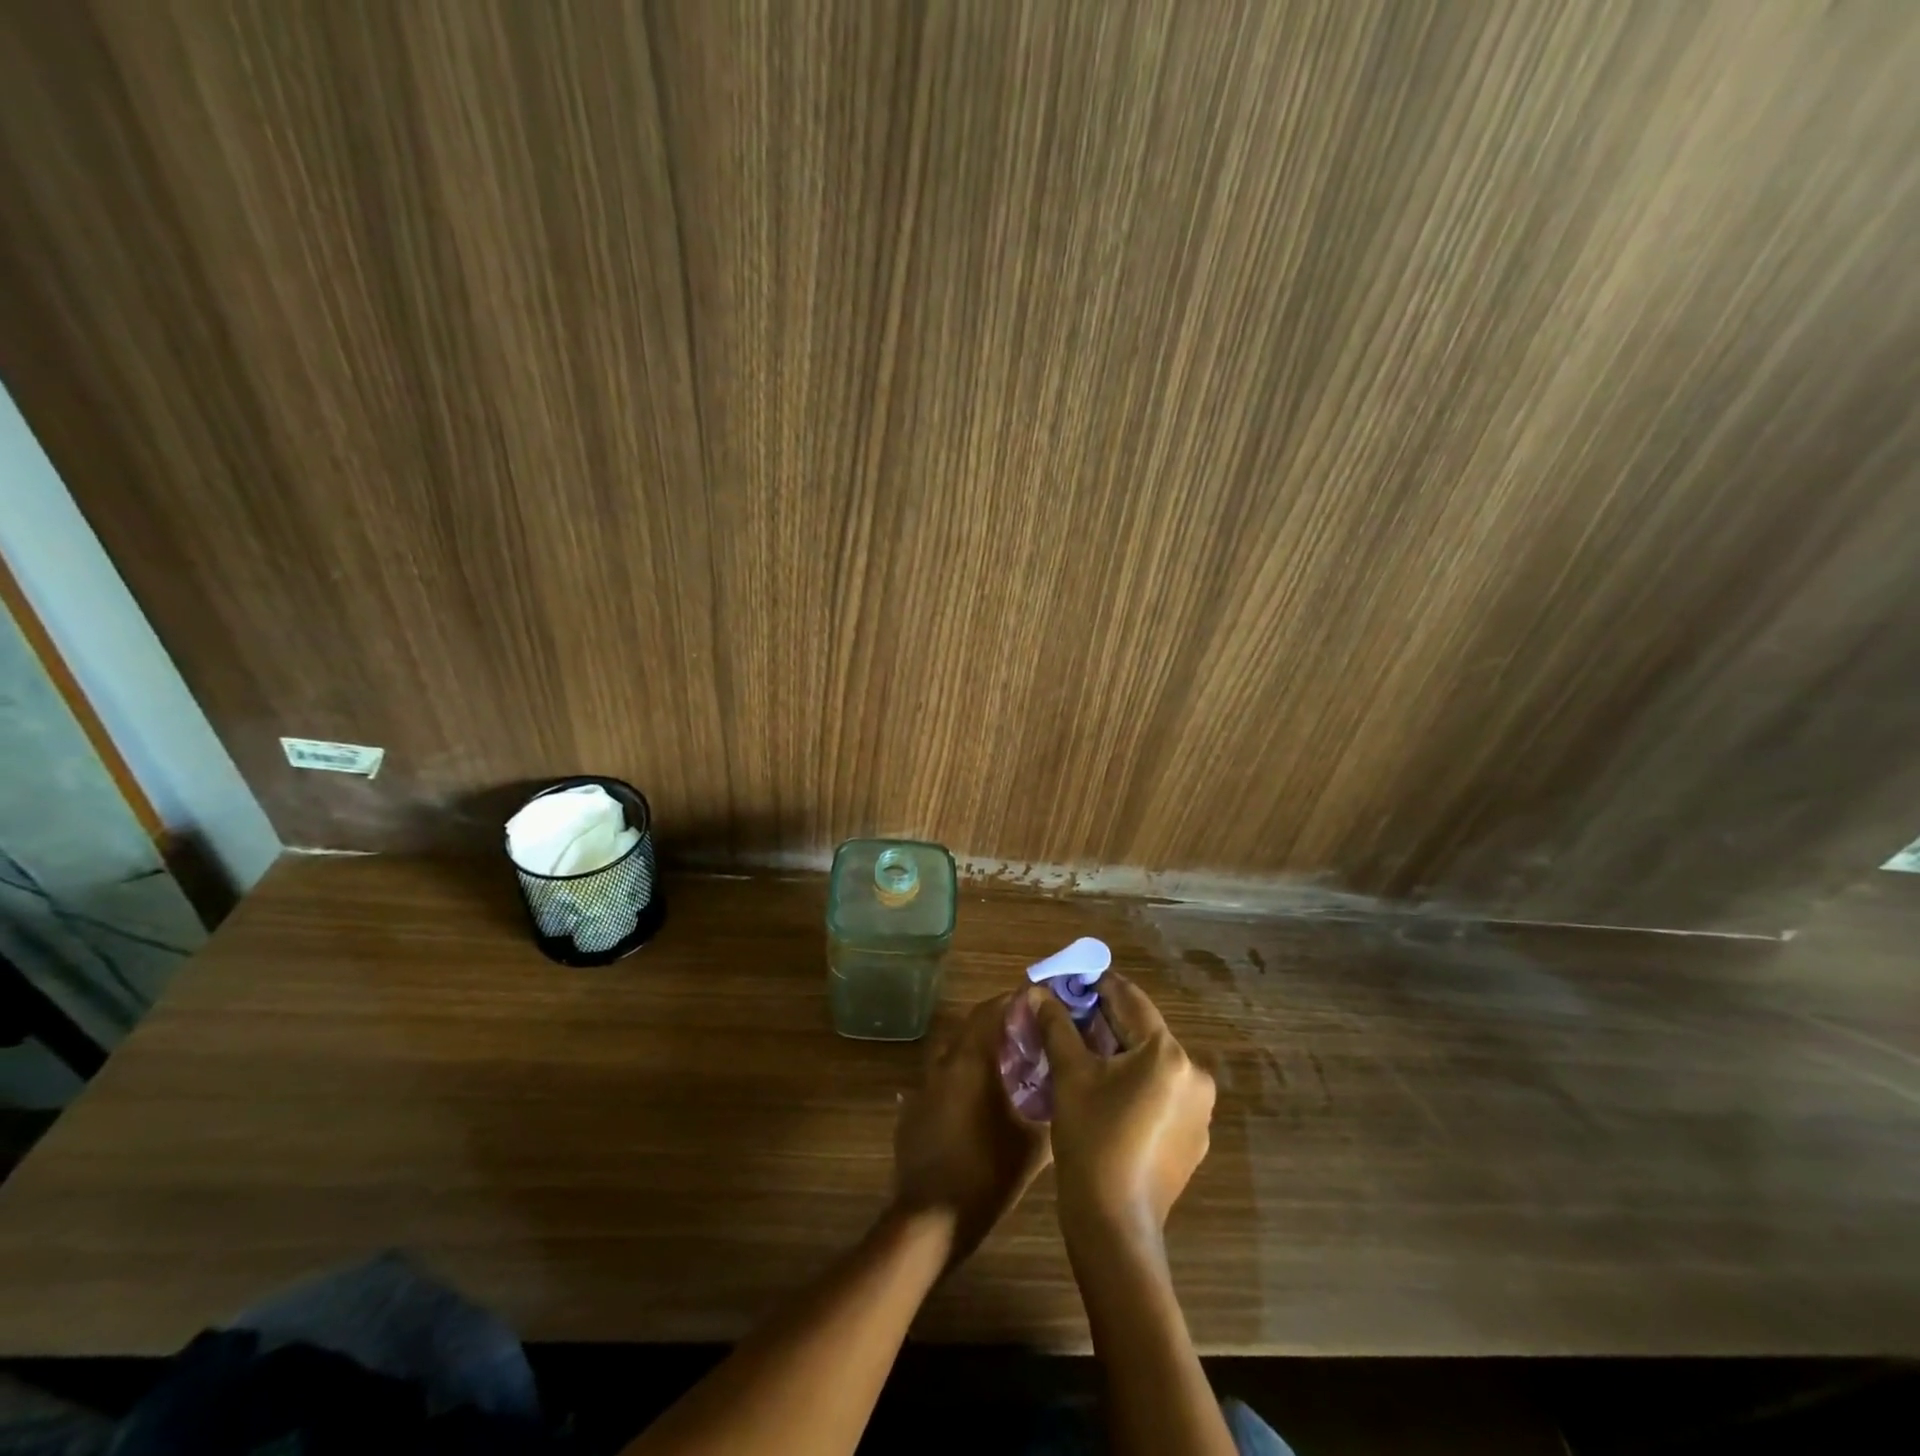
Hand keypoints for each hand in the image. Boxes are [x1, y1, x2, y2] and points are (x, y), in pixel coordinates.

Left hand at [892, 994, 1051, 1262]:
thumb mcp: (1032, 1146)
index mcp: (971, 1062)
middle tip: (1027, 1037)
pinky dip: (958, 1083)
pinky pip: (938, 1084)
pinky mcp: (912, 1113)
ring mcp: (922, 1089)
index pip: (989, 1011)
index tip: (1036, 1004)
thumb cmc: (986, 1176)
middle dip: (997, 1026)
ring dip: (976, 1053)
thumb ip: (1050, 1110)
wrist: (930, 1221)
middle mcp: (943, 1065)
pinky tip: (976, 1106)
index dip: (1012, 1002)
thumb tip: (1066, 1090)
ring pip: (952, 1055)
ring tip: (1004, 1070)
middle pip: (970, 1029)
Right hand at [1033, 974, 1215, 1245]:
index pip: (1130, 999)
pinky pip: (1160, 1092)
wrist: (1114, 1227)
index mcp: (1168, 1053)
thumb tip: (1039, 992)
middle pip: (1142, 1031)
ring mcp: (1199, 1109)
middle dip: (1104, 1021)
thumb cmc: (1091, 1140)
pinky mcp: (1194, 1137)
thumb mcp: (1070, 1075)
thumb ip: (1057, 1025)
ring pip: (1151, 1062)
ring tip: (1080, 1053)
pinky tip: (1105, 1093)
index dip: (1096, 985)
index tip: (1067, 982)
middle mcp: (1194, 1074)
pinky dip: (1134, 1082)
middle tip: (1066, 1017)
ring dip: (1118, 1052)